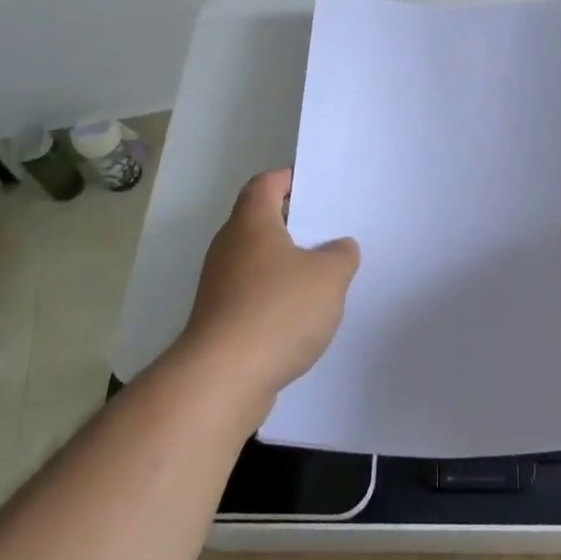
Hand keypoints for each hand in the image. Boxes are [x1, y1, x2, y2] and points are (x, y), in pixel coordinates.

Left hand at [180, 170, 359, 405]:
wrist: (223, 380)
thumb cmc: (278, 311)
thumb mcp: (329, 276)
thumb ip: (341, 255)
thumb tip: (339, 248)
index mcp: (252, 222)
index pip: (266, 183)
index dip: (290, 180)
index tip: (317, 188)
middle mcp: (229, 246)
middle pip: (261, 222)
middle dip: (294, 225)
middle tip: (330, 232)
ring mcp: (219, 285)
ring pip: (258, 262)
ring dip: (286, 266)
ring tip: (323, 277)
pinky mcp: (219, 320)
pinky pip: (253, 295)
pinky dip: (275, 298)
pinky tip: (301, 318)